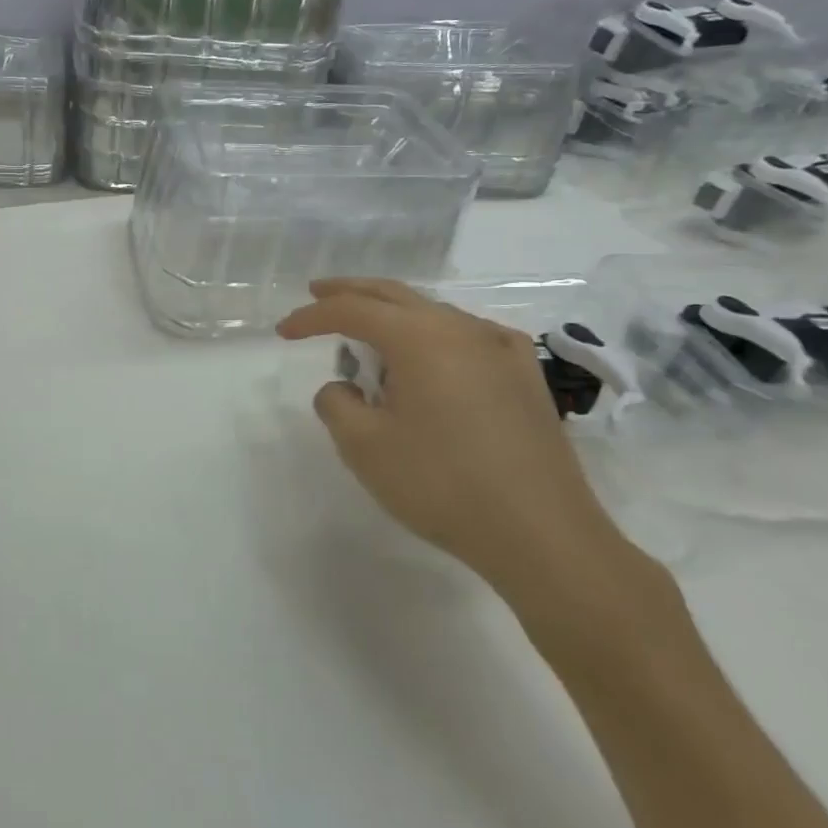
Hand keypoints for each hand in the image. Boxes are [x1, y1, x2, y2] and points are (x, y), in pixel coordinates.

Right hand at [277, 278, 631, 606]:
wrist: (543, 535)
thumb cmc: (443, 485)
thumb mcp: (365, 447)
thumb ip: (337, 404)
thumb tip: (343, 387)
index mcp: (419, 338)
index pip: (352, 310)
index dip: (311, 317)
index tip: (283, 331)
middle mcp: (461, 329)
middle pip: (394, 295)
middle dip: (350, 292)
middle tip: (318, 294)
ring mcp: (500, 350)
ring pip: (433, 313)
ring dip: (393, 315)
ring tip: (368, 335)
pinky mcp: (525, 377)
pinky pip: (469, 337)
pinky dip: (436, 335)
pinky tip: (436, 354)